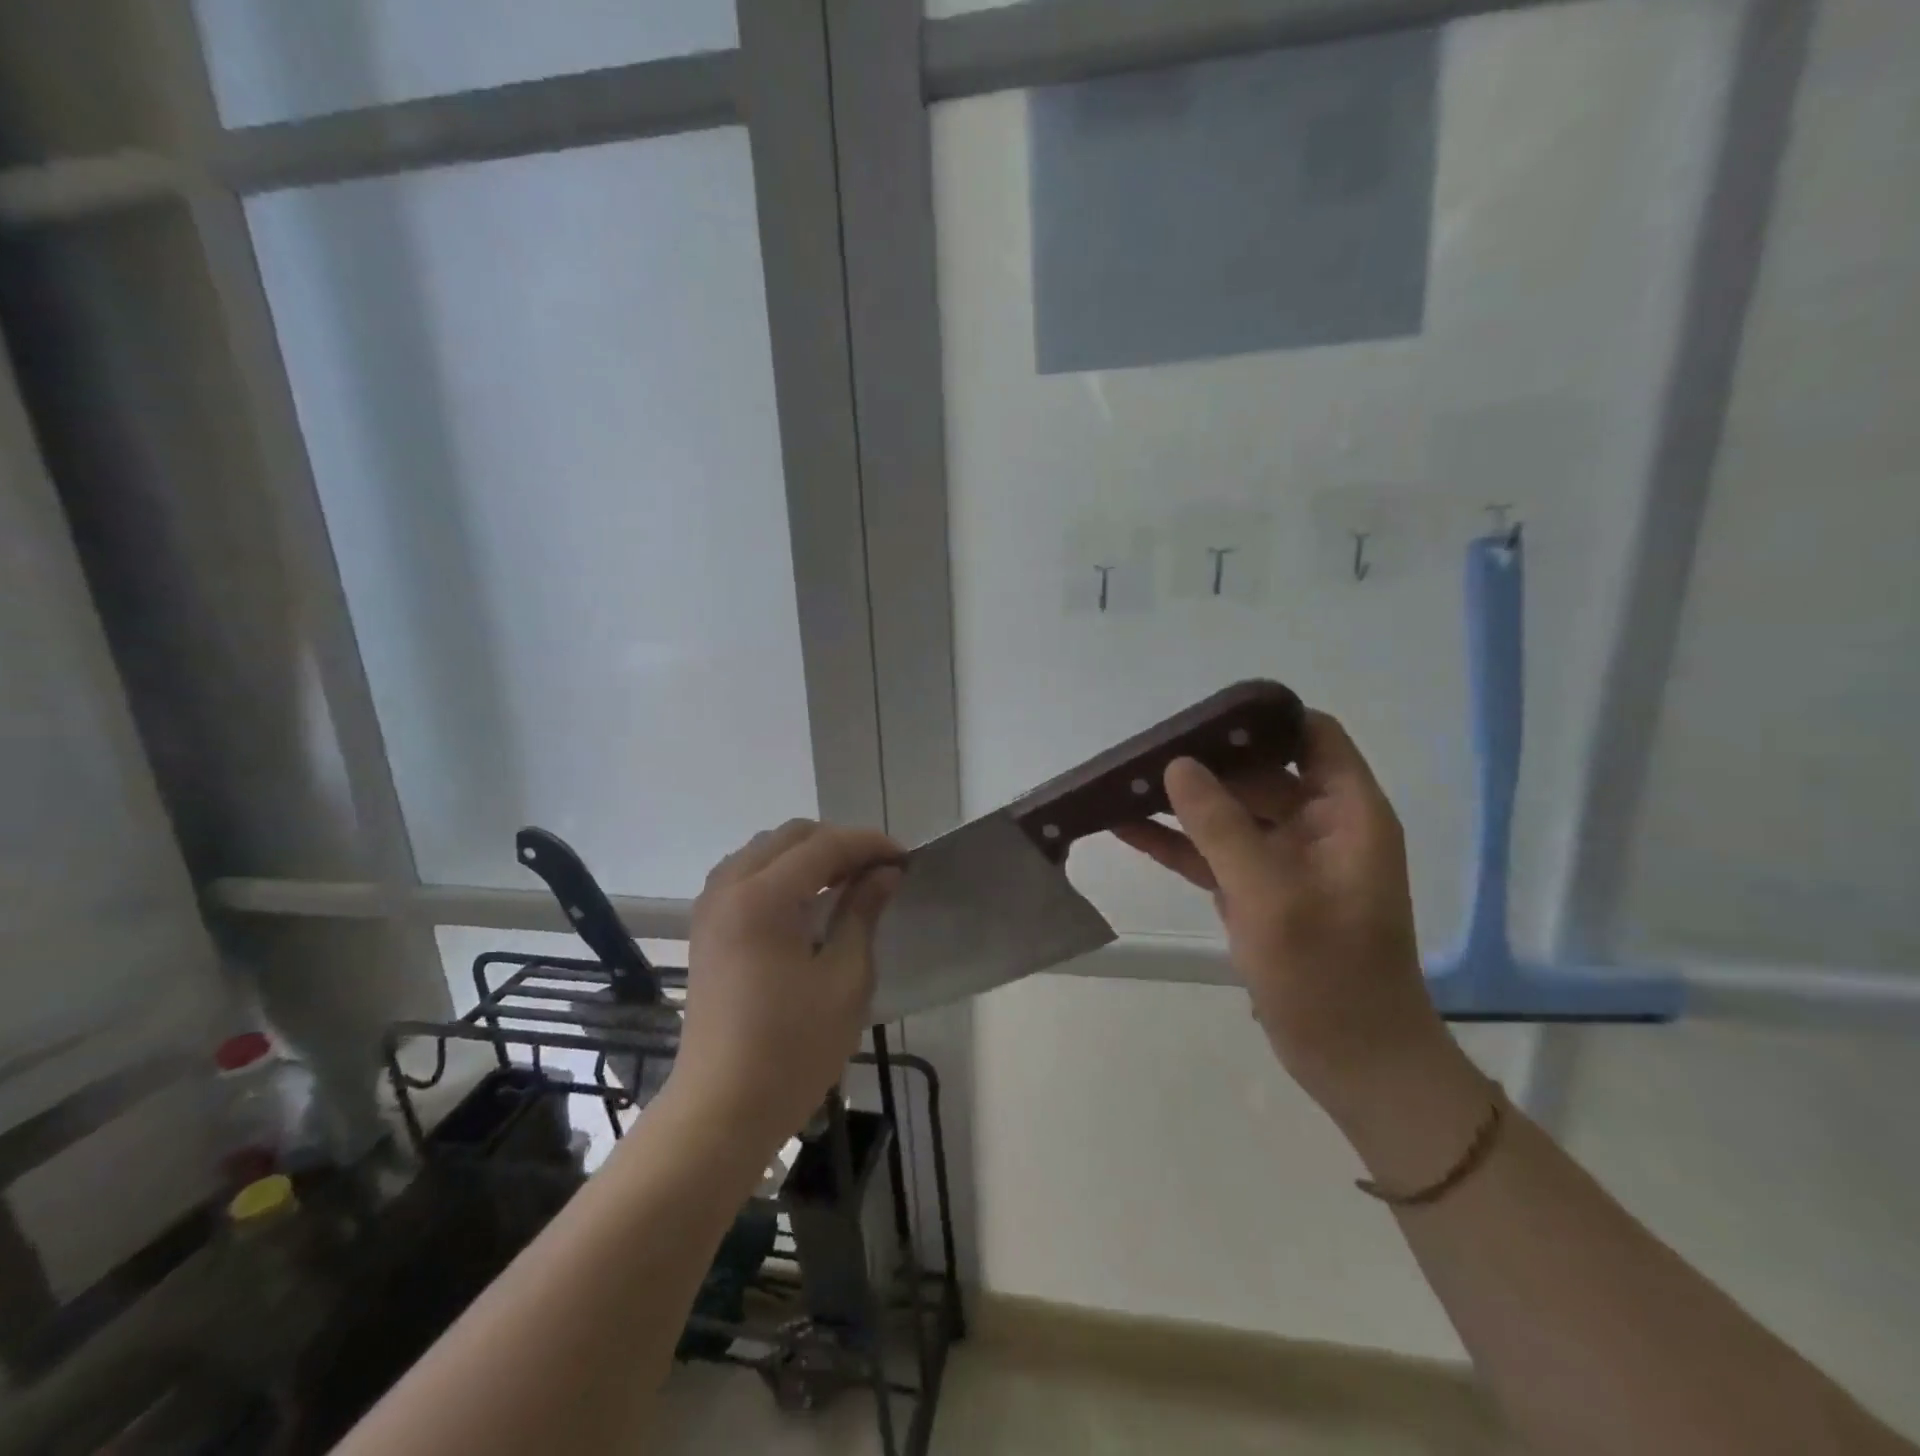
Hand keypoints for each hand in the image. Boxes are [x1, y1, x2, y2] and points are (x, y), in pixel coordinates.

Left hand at [669, 820, 903, 1151]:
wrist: (722, 1107)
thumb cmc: (793, 1048)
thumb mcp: (845, 979)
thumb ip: (862, 913)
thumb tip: (885, 872)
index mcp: (764, 898)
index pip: (824, 846)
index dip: (869, 844)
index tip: (905, 858)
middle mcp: (730, 888)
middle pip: (790, 837)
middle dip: (839, 843)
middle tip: (878, 869)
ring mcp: (711, 906)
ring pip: (764, 850)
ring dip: (808, 853)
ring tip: (846, 880)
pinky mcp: (705, 928)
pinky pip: (745, 873)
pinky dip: (779, 871)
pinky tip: (805, 899)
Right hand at [1114, 710, 1449, 1117]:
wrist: (1354, 1062)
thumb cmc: (1327, 975)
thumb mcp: (1271, 895)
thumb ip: (1221, 826)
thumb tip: (1177, 765)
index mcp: (1346, 813)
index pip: (1312, 736)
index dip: (1263, 720)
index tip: (1203, 718)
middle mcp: (1318, 826)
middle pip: (1258, 771)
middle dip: (1203, 761)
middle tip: (1141, 750)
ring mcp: (1285, 861)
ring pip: (1229, 813)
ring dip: (1181, 802)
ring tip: (1121, 783)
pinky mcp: (1257, 891)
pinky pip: (1213, 853)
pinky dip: (1176, 842)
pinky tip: (1125, 829)